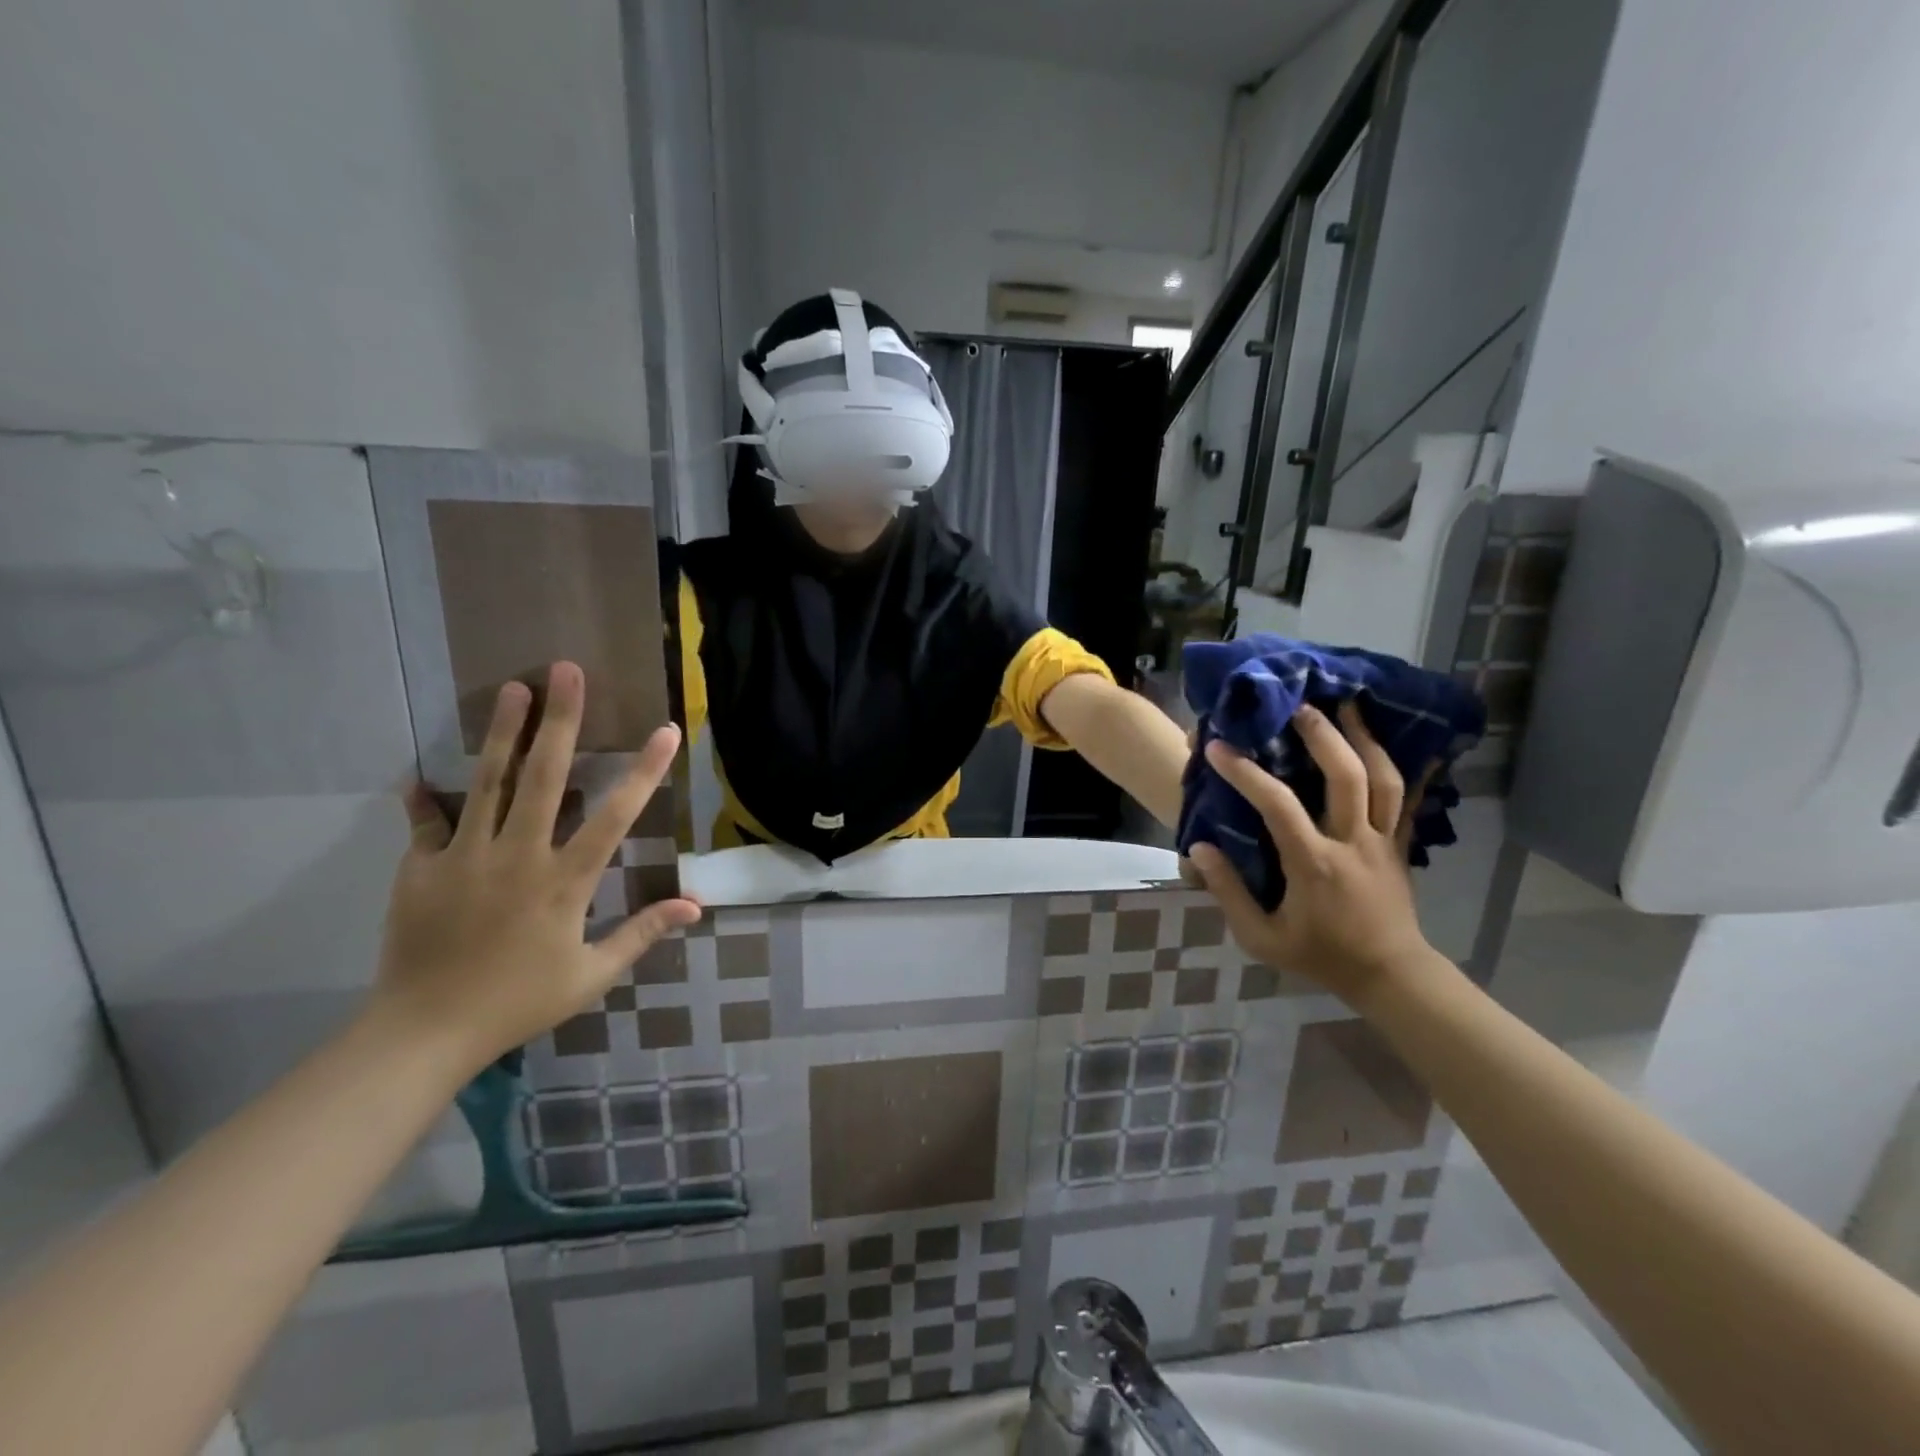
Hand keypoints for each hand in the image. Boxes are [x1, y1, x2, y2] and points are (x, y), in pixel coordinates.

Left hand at [375, 662, 700, 1071]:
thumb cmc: (520, 1002)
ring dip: (503, 733)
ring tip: (512, 688)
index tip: (666, 731)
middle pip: (543, 777)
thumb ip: (642, 933)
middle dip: (560, 721)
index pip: (616, 816)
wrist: (424, 1033)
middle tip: (566, 671)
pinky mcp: (420, 868)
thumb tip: (695, 906)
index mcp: (564, 882)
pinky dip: (424, 800)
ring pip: (487, 783)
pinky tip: (418, 775)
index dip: (645, 771)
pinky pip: (426, 825)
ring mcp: (465, 858)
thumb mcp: (592, 975)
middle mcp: (518, 856)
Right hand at [1188, 701, 1436, 1004]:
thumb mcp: (1261, 937)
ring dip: (1364, 738)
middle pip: (1345, 776)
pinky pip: (1409, 798)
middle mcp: (1352, 842)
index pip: (1278, 806)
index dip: (1245, 772)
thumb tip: (1200, 848)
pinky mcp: (1400, 844)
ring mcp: (1383, 840)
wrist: (1389, 974)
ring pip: (1383, 778)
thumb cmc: (1319, 954)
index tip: (1218, 748)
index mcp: (1314, 863)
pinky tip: (1405, 739)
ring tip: (1347, 706)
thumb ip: (1228, 893)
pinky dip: (1409, 766)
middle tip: (1298, 705)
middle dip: (1322, 735)